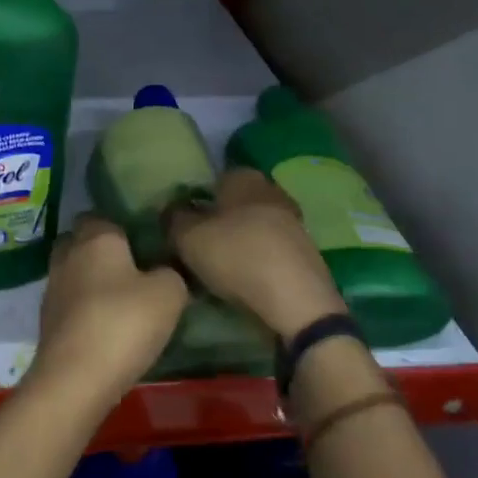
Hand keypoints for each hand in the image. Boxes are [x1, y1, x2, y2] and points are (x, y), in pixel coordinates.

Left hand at [30, 214, 188, 411]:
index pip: (101, 216)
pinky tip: (105, 325)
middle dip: (101, 251)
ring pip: (73, 272)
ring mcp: (52, 287)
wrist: (75, 377)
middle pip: (81, 241)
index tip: (142, 243)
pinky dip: (84, 308)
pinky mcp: (46, 319)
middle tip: (132, 270)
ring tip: (121, 301)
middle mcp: (67, 255)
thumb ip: (171, 272)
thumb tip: (164, 271)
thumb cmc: (124, 323)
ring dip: (91, 281)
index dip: (120, 227)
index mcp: (95, 238)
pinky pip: (69, 302)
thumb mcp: (169, 294)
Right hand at [169, 169, 347, 338]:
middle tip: (197, 242)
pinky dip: (256, 258)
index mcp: (244, 178)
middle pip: (236, 201)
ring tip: (217, 266)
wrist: (297, 301)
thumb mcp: (187, 237)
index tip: (183, 219)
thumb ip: (174, 218)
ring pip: (254, 224)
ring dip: (238, 240)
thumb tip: (172, 209)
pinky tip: (243, 278)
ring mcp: (293, 221)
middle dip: (218, 218)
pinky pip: (270, 248)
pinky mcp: (305, 251)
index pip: (215, 176)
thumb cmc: (237, 256)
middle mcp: (272, 190)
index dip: (197, 196)